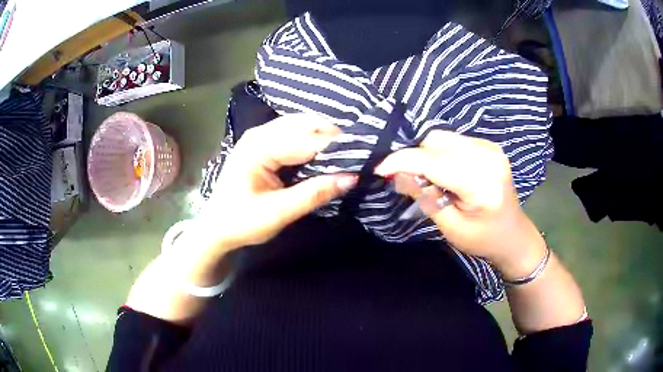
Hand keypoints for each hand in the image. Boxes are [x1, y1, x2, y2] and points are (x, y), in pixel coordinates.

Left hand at [196, 114, 356, 250]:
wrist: (216, 227)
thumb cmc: (241, 222)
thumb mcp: (278, 213)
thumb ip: (314, 193)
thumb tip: (351, 178)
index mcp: (259, 148)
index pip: (308, 140)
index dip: (338, 147)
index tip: (365, 156)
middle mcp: (259, 133)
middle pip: (305, 123)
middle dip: (333, 137)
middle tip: (356, 156)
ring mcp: (259, 135)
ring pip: (301, 124)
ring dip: (323, 137)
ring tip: (344, 155)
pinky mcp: (261, 143)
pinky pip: (293, 132)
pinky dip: (311, 140)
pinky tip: (323, 154)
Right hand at [375, 130, 545, 277]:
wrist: (512, 234)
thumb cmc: (482, 239)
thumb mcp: (451, 227)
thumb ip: (425, 198)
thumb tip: (398, 175)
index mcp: (482, 184)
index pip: (435, 162)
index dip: (403, 161)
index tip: (381, 169)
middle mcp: (489, 157)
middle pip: (437, 141)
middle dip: (416, 157)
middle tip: (410, 181)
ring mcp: (491, 147)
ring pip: (443, 137)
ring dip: (428, 154)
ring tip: (431, 179)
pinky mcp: (489, 145)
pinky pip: (454, 140)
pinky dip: (441, 153)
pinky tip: (446, 173)